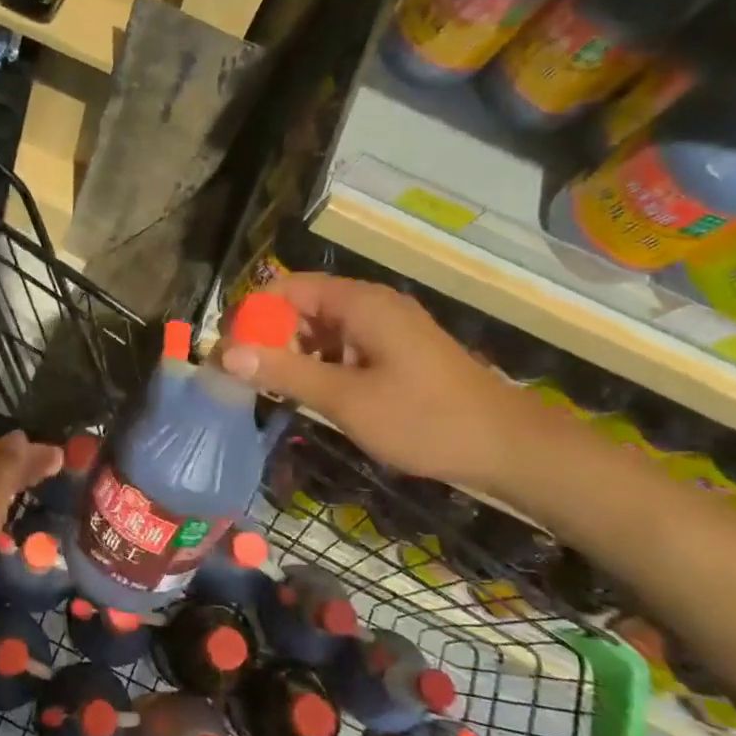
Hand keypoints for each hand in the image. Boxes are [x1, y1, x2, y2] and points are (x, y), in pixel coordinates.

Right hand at [219, 274, 535, 491]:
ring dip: (292, 352)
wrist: (508, 447)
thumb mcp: (346, 399)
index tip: (228, 350)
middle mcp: (371, 305)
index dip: (252, 313)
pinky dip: (319, 363)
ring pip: (320, 328)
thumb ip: (285, 373)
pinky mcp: (394, 351)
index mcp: (360, 303)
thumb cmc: (424, 419)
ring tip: (270, 387)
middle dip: (269, 335)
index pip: (287, 288)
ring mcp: (385, 328)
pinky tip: (310, 392)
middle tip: (244, 375)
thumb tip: (226, 354)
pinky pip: (342, 345)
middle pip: (302, 305)